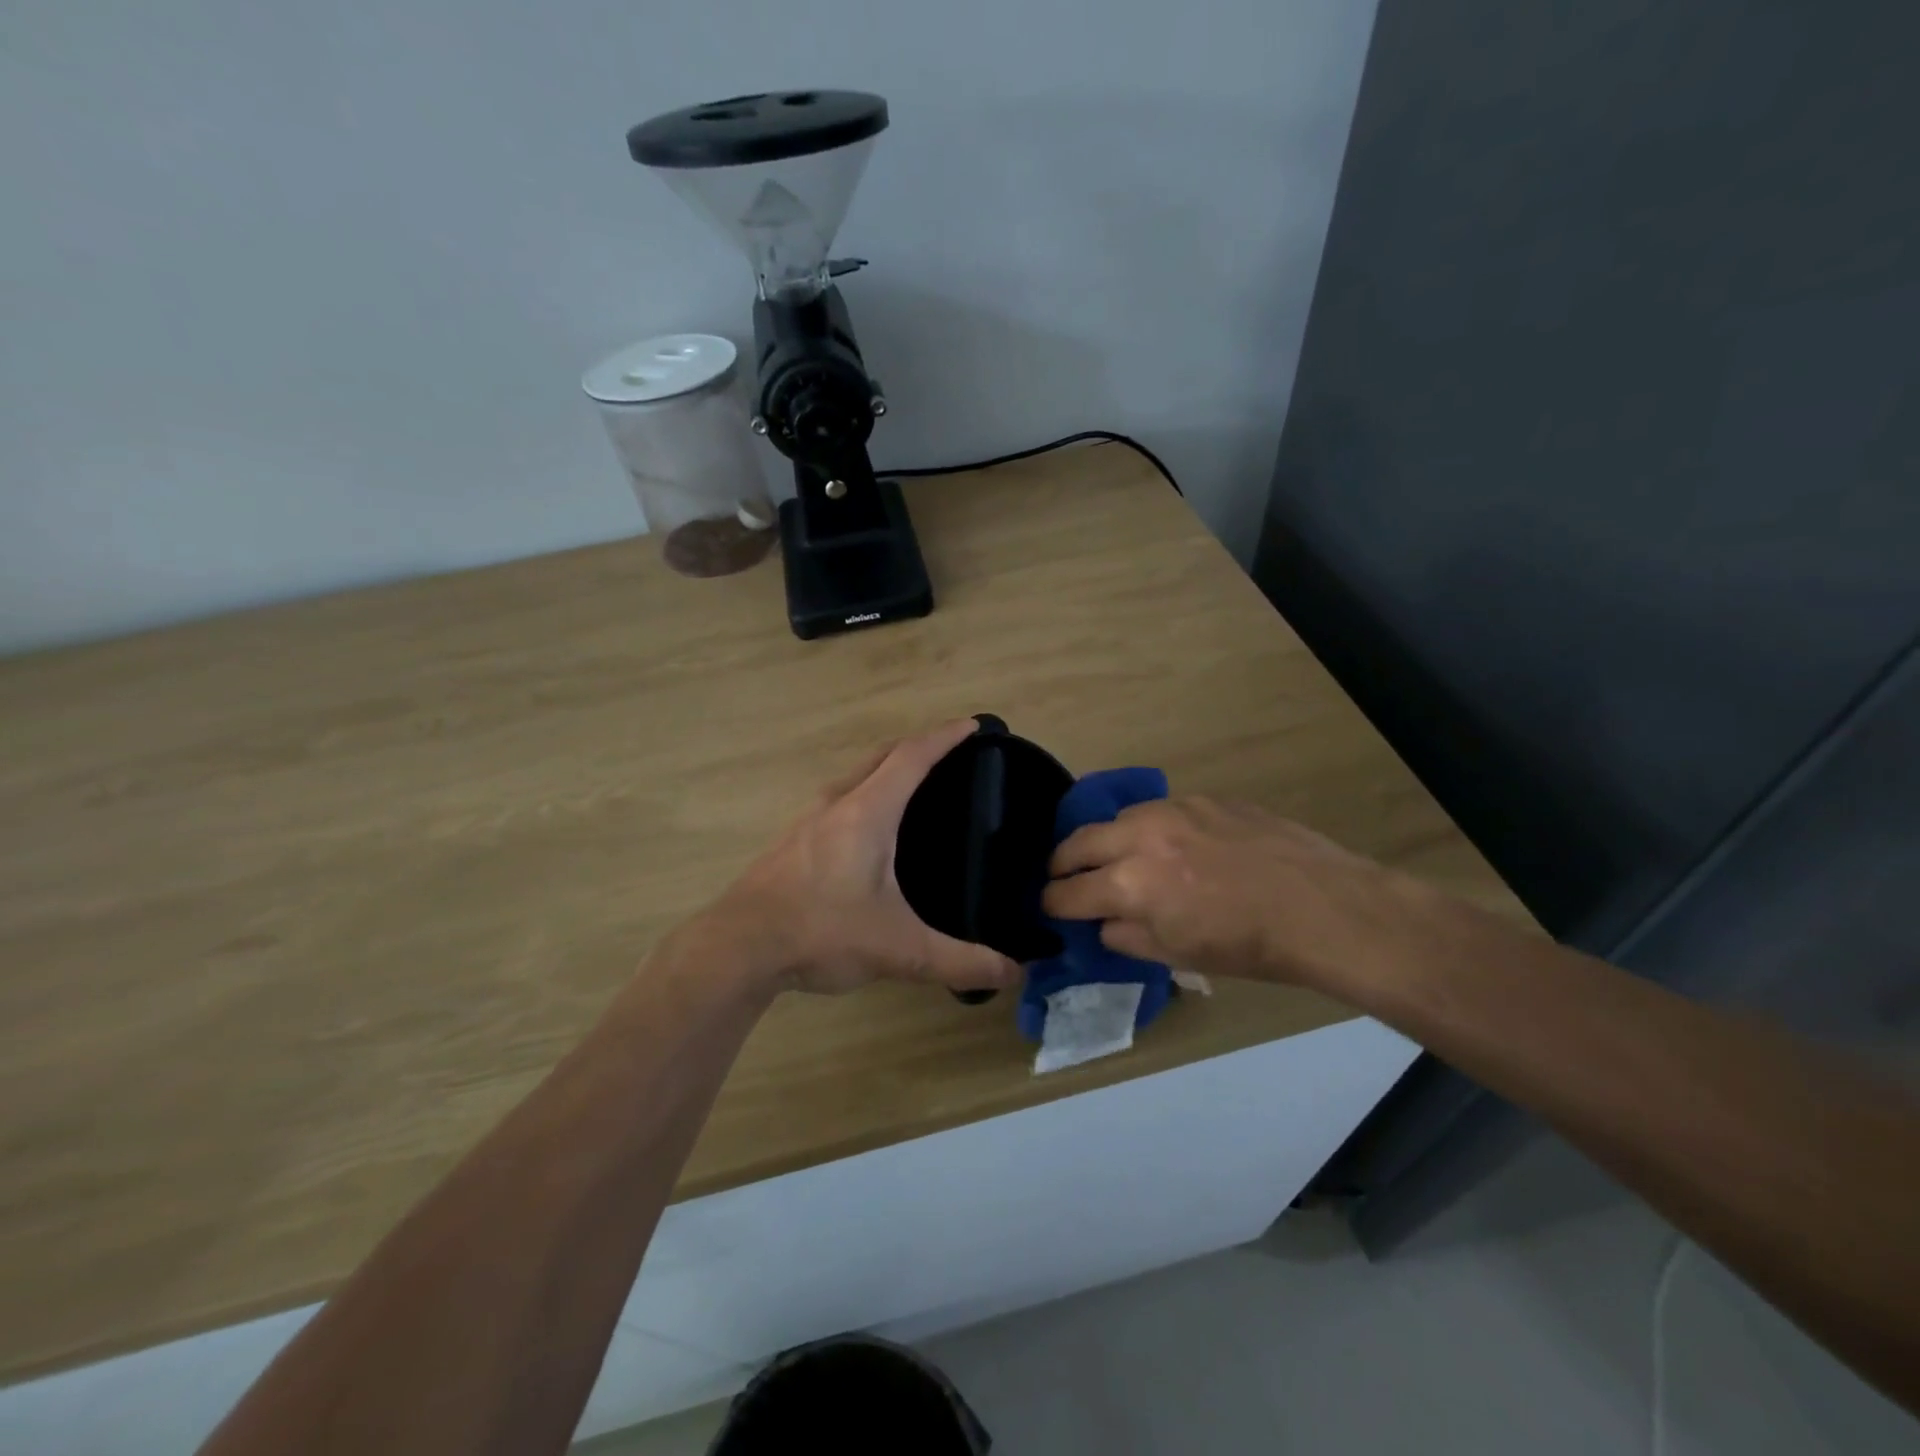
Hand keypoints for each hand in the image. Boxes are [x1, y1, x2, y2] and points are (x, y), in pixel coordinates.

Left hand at [702, 721, 1020, 996]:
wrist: (736, 948)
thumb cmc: (821, 932)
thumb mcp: (899, 950)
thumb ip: (959, 960)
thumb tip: (1015, 972)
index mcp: (867, 811)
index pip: (912, 756)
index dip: (945, 737)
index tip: (973, 726)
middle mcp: (836, 804)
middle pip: (882, 756)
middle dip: (918, 746)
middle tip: (951, 754)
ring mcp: (807, 821)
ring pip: (855, 777)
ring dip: (886, 770)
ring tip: (914, 788)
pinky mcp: (791, 843)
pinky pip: (837, 800)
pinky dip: (864, 795)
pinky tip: (869, 832)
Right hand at [1041, 796, 1464, 994]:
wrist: (1322, 907)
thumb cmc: (1250, 946)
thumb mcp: (1179, 956)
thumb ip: (1127, 936)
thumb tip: (1103, 921)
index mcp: (1131, 885)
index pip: (1068, 892)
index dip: (1052, 903)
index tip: (1050, 907)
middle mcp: (1140, 837)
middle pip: (1076, 842)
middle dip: (1063, 864)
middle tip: (1065, 878)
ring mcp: (1172, 810)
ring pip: (1115, 819)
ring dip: (1106, 841)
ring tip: (1118, 858)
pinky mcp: (1202, 798)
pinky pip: (1157, 810)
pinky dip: (1148, 829)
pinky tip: (1171, 846)